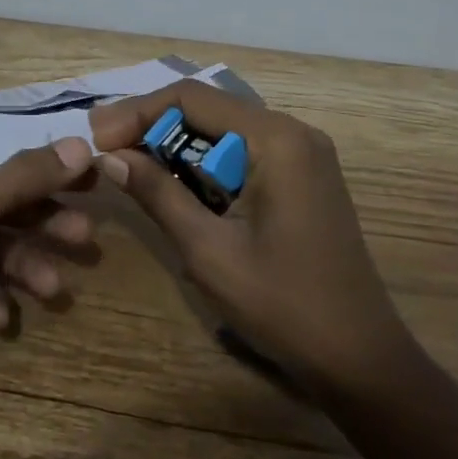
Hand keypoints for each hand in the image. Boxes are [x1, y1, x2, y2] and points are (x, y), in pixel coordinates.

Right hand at [90, 82, 409, 392]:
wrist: (360, 360)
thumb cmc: (283, 306)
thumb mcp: (208, 251)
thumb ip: (158, 194)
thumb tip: (109, 156)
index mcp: (276, 139)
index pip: (191, 98)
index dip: (137, 112)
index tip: (97, 138)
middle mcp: (293, 131)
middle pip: (207, 107)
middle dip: (152, 125)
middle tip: (107, 151)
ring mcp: (302, 152)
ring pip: (222, 127)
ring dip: (176, 142)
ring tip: (130, 164)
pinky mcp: (303, 174)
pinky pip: (242, 149)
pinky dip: (204, 159)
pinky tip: (176, 181)